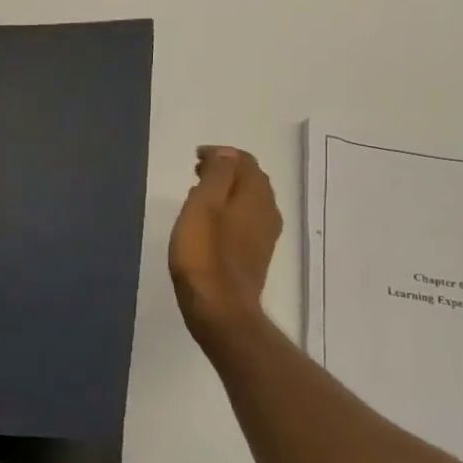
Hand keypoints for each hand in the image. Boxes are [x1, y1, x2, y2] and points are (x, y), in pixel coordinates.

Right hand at [169, 145, 280, 348]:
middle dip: (225, 170)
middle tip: (196, 172)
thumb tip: (227, 153)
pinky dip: (229, 211)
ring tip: (199, 194)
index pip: (244, 161)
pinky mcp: (256, 254)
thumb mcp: (203, 205)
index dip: (220, 154)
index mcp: (255, 195)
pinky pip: (246, 220)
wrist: (219, 309)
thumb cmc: (204, 255)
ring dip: (227, 191)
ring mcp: (264, 235)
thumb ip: (217, 174)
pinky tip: (210, 223)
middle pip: (250, 179)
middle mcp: (267, 210)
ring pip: (249, 200)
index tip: (195, 158)